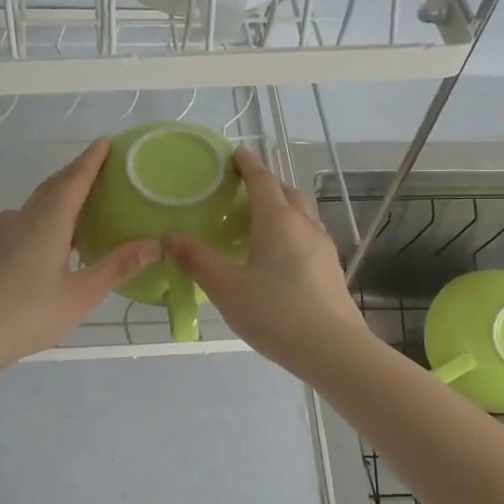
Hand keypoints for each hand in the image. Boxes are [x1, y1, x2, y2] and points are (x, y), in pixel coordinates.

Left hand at [0, 139, 157, 383]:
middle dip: (76, 172)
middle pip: (53, 186)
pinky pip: (26, 218)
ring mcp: (6, 235)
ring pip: (37, 202)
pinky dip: (46, 213)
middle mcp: (25, 219)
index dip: (91, 161)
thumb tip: (154, 245)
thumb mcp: (82, 294)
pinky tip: (53, 234)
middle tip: (100, 166)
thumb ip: (117, 267)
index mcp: (48, 222)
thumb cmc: (30, 313)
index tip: (105, 142)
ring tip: (81, 198)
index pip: (74, 181)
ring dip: (59, 193)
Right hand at [164, 149, 367, 374]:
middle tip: (243, 188)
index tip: (235, 154)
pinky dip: (291, 230)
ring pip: (302, 213)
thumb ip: (198, 260)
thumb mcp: (227, 288)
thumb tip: (170, 236)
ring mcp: (323, 246)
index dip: (247, 164)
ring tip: (259, 220)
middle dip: (266, 183)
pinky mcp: (330, 268)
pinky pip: (308, 235)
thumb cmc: (276, 313)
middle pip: (286, 192)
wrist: (333, 349)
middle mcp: (304, 225)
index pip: (262, 180)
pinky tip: (278, 254)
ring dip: (282, 206)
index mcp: (278, 221)